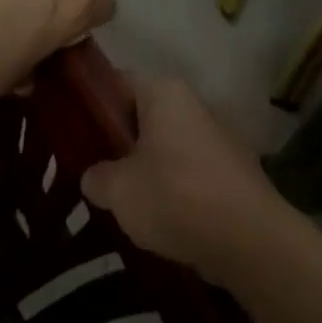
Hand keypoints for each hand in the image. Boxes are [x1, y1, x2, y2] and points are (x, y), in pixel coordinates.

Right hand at [81, 75, 288, 281]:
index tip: (70, 129)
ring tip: (122, 197)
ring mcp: (218, 134)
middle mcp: (194, 103)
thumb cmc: (176, 198)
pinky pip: (190, 168)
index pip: (117, 81)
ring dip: (147, 165)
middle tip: (92, 168)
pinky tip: (159, 214)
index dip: (91, 103)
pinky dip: (174, 184)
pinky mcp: (234, 167)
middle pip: (143, 114)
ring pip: (167, 143)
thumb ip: (96, 177)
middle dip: (118, 139)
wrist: (250, 240)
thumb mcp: (118, 190)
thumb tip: (94, 176)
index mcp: (164, 92)